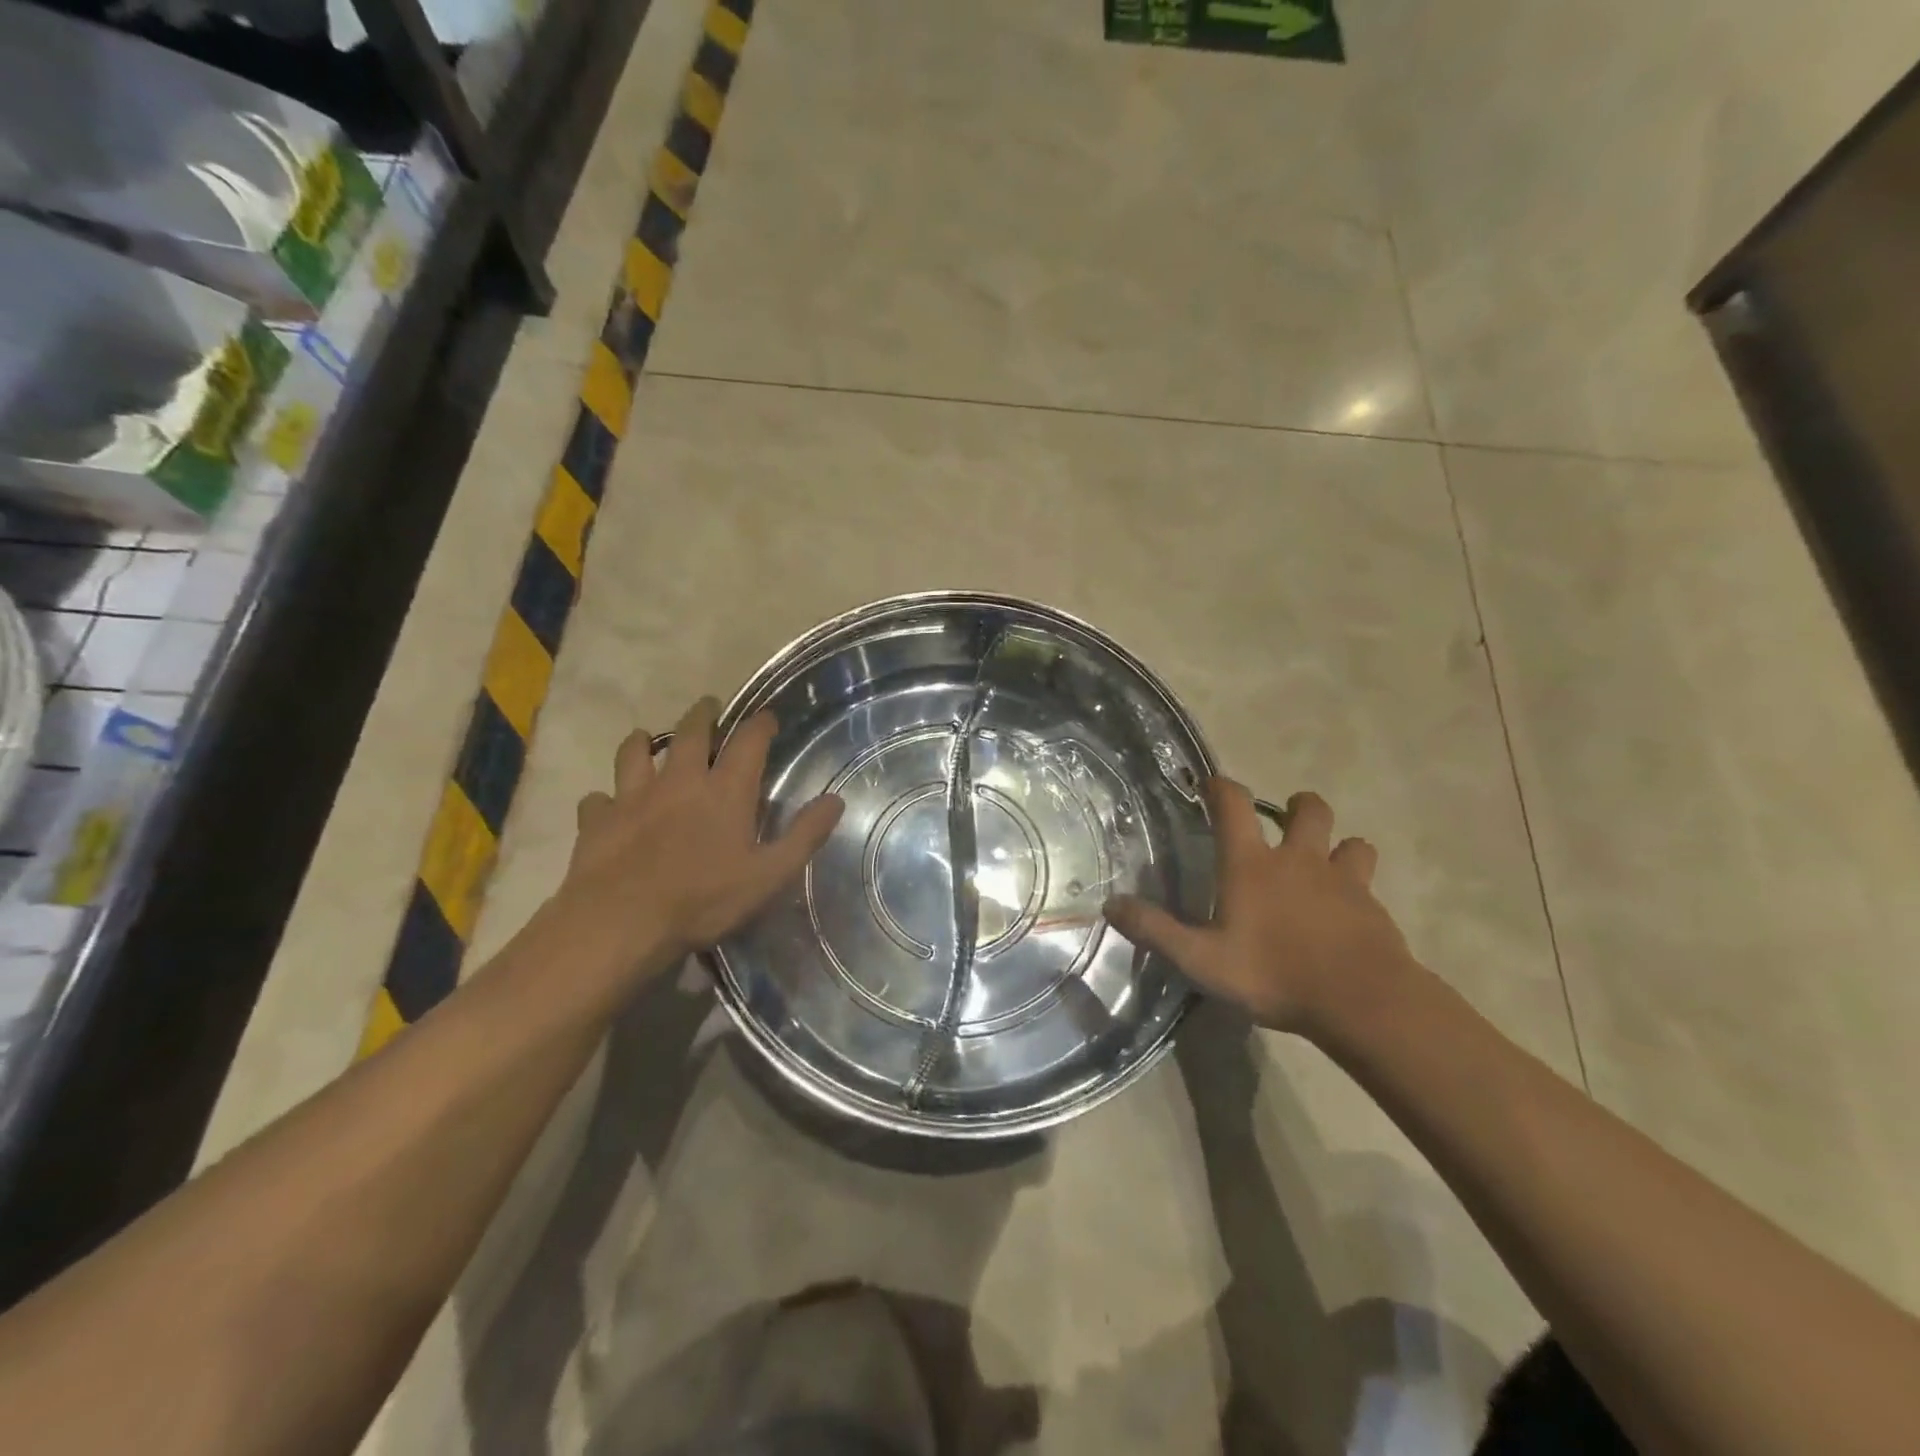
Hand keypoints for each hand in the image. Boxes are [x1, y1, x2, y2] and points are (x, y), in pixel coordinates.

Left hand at [553, 697, 843, 985]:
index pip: (748, 741)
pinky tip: (606, 805)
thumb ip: (804, 835)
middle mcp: (680, 781)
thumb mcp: (769, 875)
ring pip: (635, 753)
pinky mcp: (598, 820)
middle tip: (708, 706)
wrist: (620, 923)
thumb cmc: (703, 900)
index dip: (760, 724)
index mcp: (725, 791)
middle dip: (702, 715)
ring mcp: (633, 796)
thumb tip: (835, 800)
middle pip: (690, 732)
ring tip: (646, 738)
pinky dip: (605, 798)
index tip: (767, 716)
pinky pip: (598, 799)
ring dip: (643, 742)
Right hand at [1105, 782, 1411, 1033]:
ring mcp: (1342, 880)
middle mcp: (1298, 859)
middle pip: (1308, 809)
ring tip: (1325, 864)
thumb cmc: (1274, 974)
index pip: (1234, 805)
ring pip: (1350, 842)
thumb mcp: (1201, 960)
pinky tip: (1348, 911)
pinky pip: (1367, 882)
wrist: (1361, 1001)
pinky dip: (1357, 886)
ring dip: (1337, 845)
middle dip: (1297, 806)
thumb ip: (1156, 931)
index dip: (1221, 787)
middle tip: (1285, 823)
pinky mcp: (1372, 906)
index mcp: (1251, 864)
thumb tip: (1110, 904)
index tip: (1211, 783)